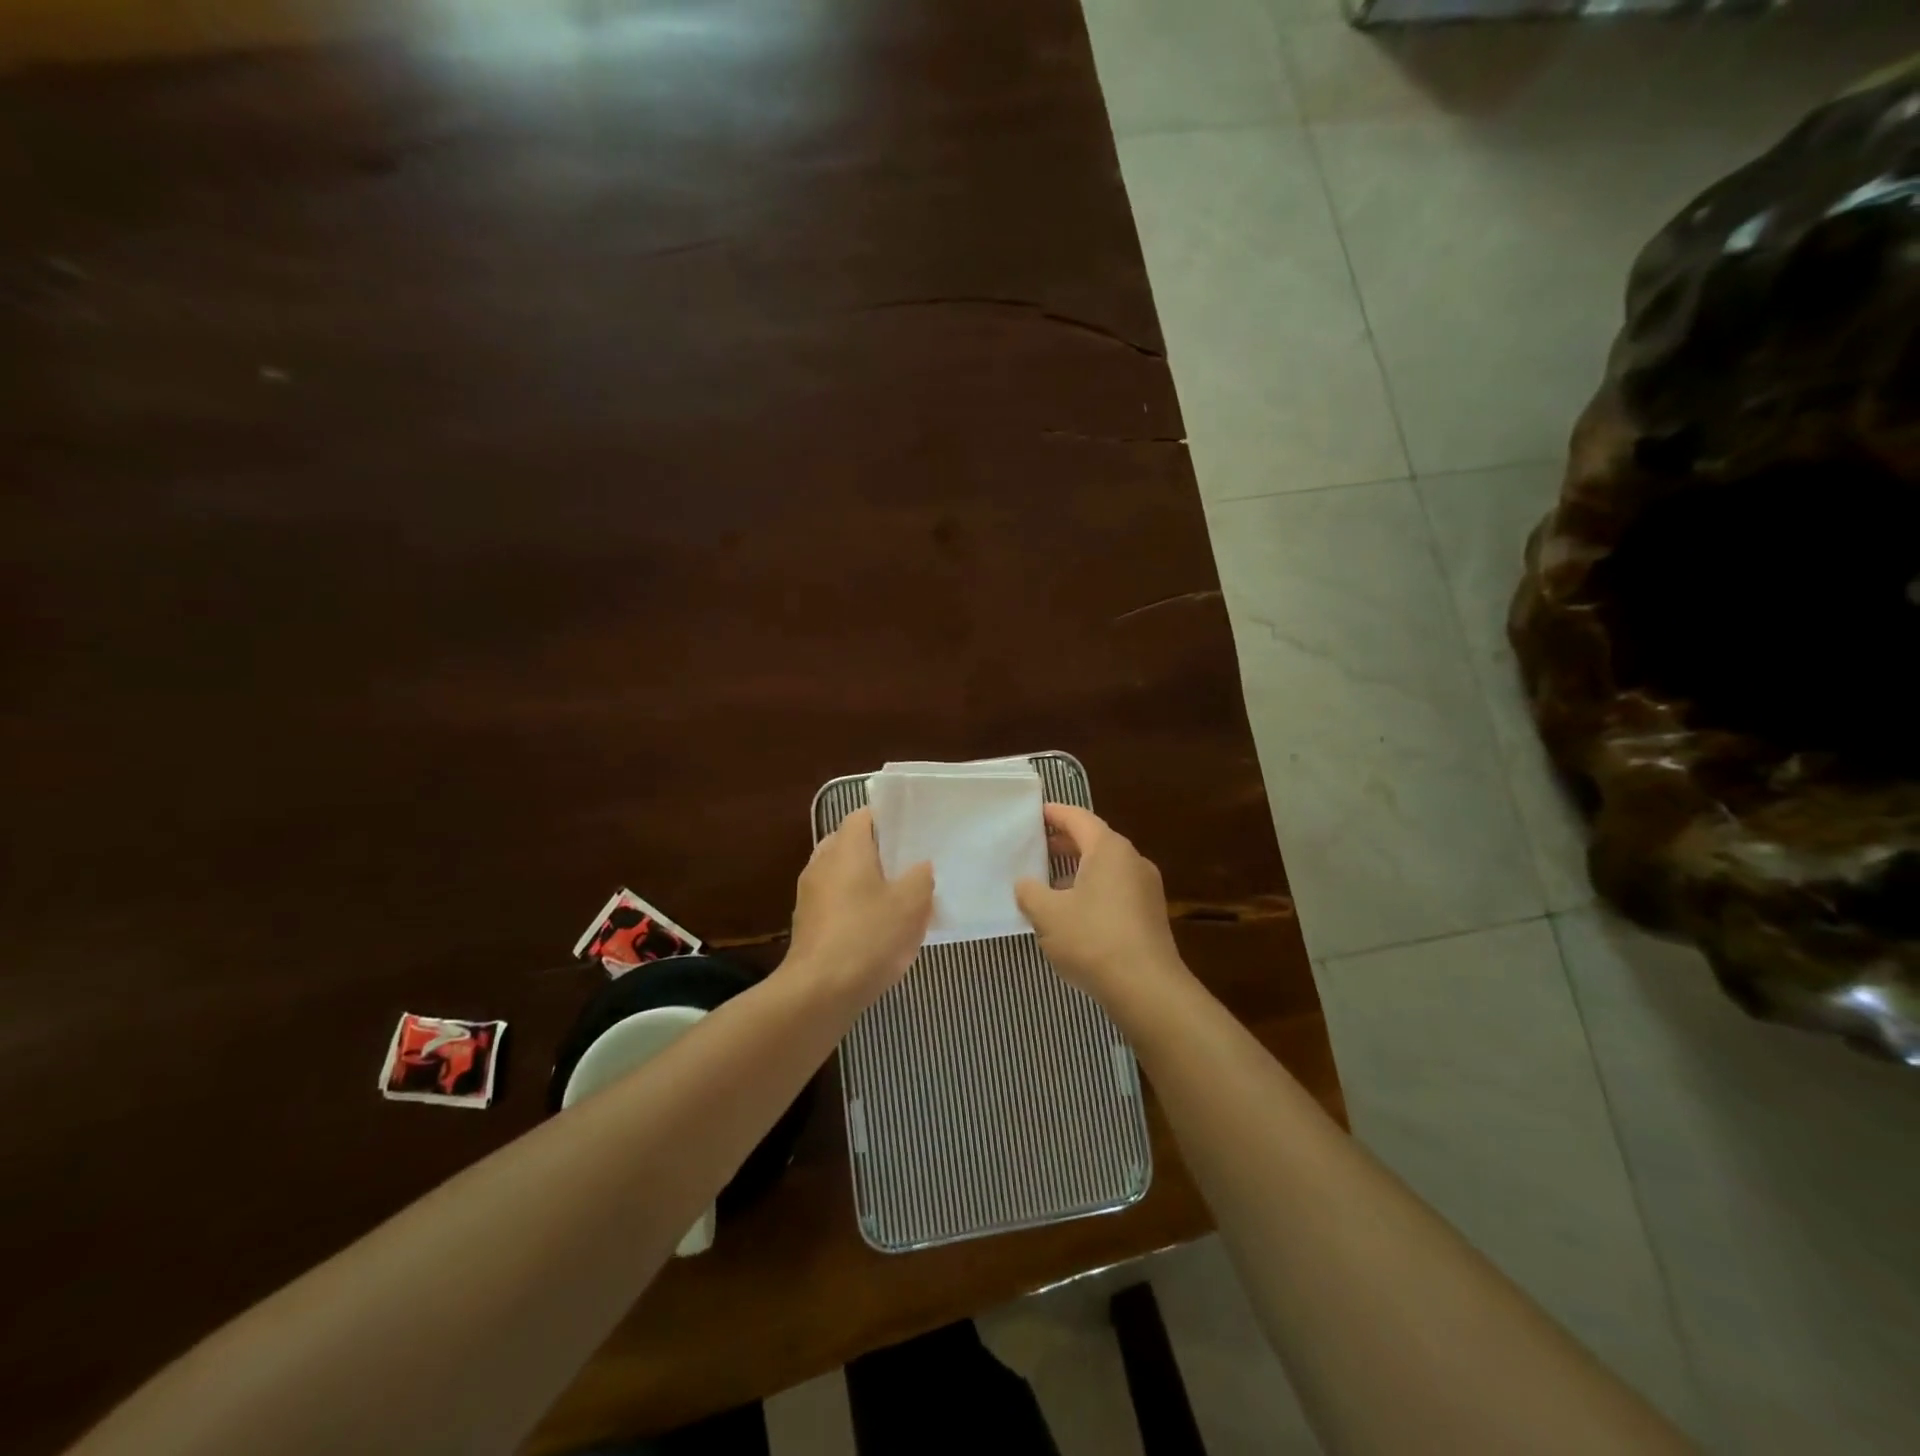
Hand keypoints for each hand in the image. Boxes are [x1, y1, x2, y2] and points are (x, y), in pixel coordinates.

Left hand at [785, 807, 933, 1007]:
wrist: (819, 992)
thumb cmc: (868, 936)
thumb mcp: (911, 904)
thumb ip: (920, 878)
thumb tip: (920, 867)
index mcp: (845, 848)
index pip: (863, 816)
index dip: (887, 820)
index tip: (912, 832)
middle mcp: (821, 863)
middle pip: (851, 845)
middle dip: (878, 854)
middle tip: (909, 866)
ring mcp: (809, 895)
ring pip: (842, 876)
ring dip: (866, 883)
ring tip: (897, 900)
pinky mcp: (807, 925)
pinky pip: (835, 904)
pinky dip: (854, 908)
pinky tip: (876, 930)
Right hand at [1015, 804, 1190, 1018]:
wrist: (1146, 988)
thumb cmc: (1092, 939)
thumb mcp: (1047, 914)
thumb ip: (1030, 892)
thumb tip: (1025, 884)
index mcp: (1109, 849)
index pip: (1078, 818)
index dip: (1054, 814)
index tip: (1034, 813)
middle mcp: (1132, 861)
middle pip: (1095, 841)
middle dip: (1065, 842)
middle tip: (1036, 846)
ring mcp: (1146, 888)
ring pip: (1106, 868)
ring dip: (1078, 870)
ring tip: (1049, 882)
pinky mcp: (1150, 915)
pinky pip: (1116, 890)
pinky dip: (1093, 890)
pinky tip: (1074, 913)